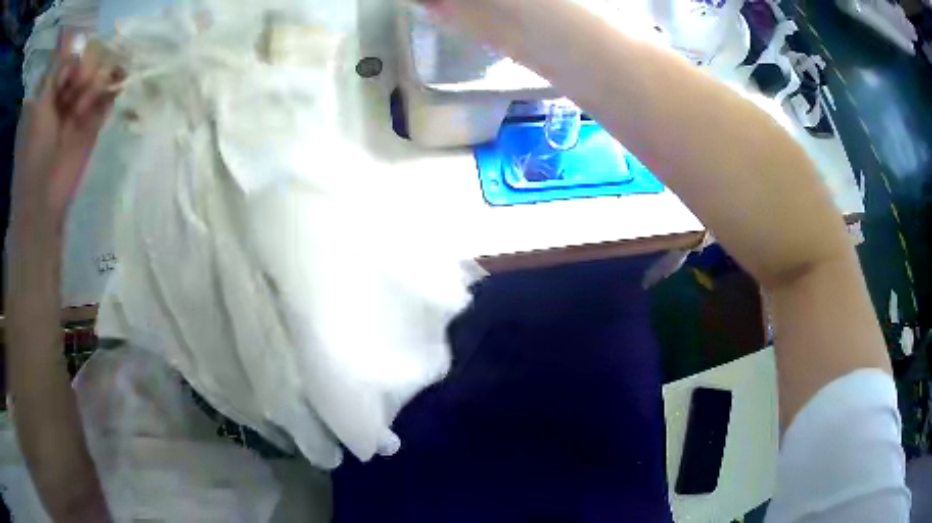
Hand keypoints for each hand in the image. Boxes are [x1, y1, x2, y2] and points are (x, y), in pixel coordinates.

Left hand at [12, 30, 122, 236]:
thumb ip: (56, 74)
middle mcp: (69, 93)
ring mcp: (82, 108)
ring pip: (102, 75)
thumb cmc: (35, 151)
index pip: (75, 56)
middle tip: (81, 87)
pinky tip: (112, 93)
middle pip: (90, 61)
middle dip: (89, 69)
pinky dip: (113, 91)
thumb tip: (78, 51)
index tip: (74, 71)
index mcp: (55, 89)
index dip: (78, 57)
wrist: (43, 196)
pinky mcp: (94, 124)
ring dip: (99, 82)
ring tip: (86, 106)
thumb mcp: (40, 107)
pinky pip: (110, 97)